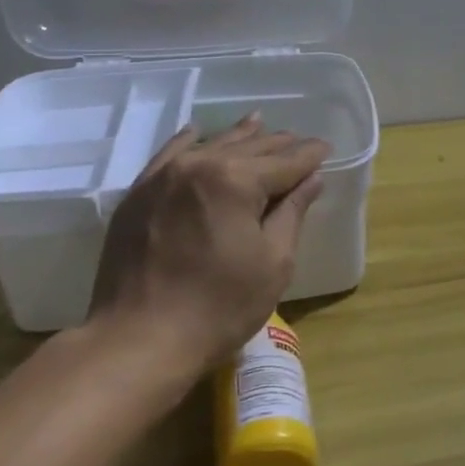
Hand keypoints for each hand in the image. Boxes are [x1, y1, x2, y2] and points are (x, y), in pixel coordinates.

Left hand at [86, 115, 329, 377]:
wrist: (137, 340)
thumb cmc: (219, 307)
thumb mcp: (273, 262)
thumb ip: (292, 212)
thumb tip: (311, 179)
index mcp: (237, 180)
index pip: (286, 161)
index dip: (310, 155)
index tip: (326, 147)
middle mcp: (199, 165)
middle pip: (250, 148)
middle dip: (279, 145)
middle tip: (300, 142)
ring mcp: (163, 177)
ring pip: (210, 145)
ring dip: (240, 138)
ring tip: (260, 125)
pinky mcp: (138, 194)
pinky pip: (168, 156)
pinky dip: (189, 142)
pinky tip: (197, 133)